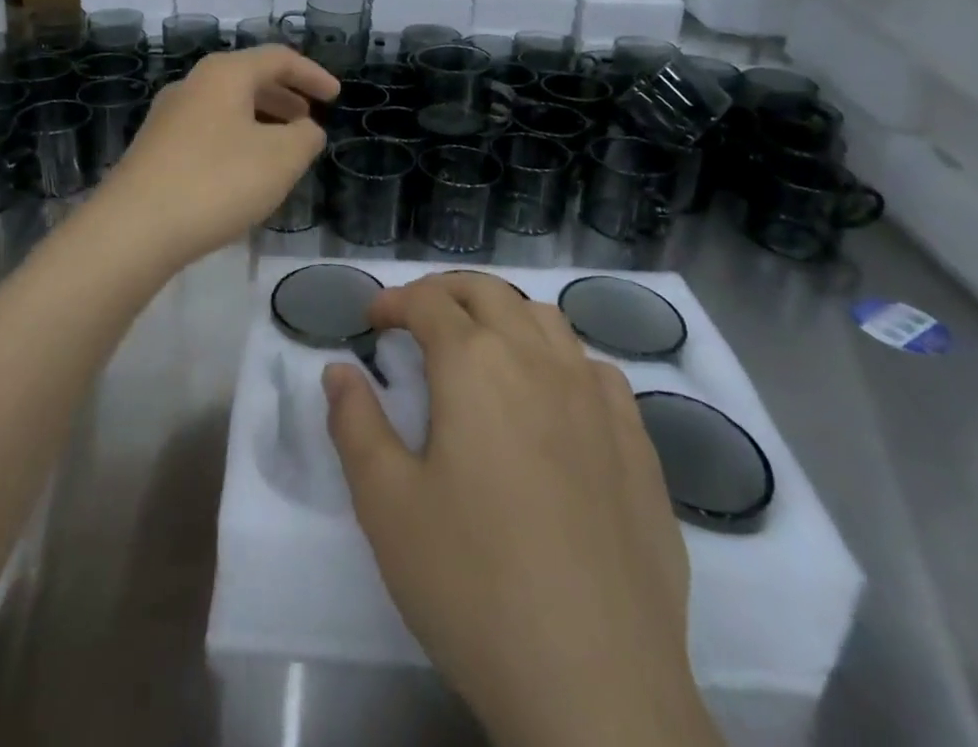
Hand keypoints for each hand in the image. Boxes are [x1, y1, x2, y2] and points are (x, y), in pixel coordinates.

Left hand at [87, 47, 336, 270]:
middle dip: (285, 96)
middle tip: (309, 120)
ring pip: (226, 106)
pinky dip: (236, 139)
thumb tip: (305, 129)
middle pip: (248, 78)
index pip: (278, 58)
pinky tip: (243, 173)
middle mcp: (192, 85)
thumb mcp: (281, 159)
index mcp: (224, 74)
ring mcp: (167, 117)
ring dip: (260, 120)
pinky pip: (207, 131)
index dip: (312, 74)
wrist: (133, 229)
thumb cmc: (217, 182)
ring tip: (281, 149)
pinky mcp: (154, 149)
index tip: (335, 97)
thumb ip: (306, 137)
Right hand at [325, 274, 716, 746]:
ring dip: (504, 316)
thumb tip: (340, 370)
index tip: (372, 320)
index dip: (394, 301)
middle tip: (418, 318)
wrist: (597, 685)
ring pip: (546, 319)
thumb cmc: (472, 584)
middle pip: (488, 292)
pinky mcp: (638, 442)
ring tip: (481, 349)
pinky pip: (595, 369)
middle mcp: (539, 359)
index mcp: (475, 364)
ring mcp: (596, 398)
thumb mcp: (386, 505)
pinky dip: (560, 360)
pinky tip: (552, 400)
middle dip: (445, 292)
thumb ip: (356, 424)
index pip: (428, 301)